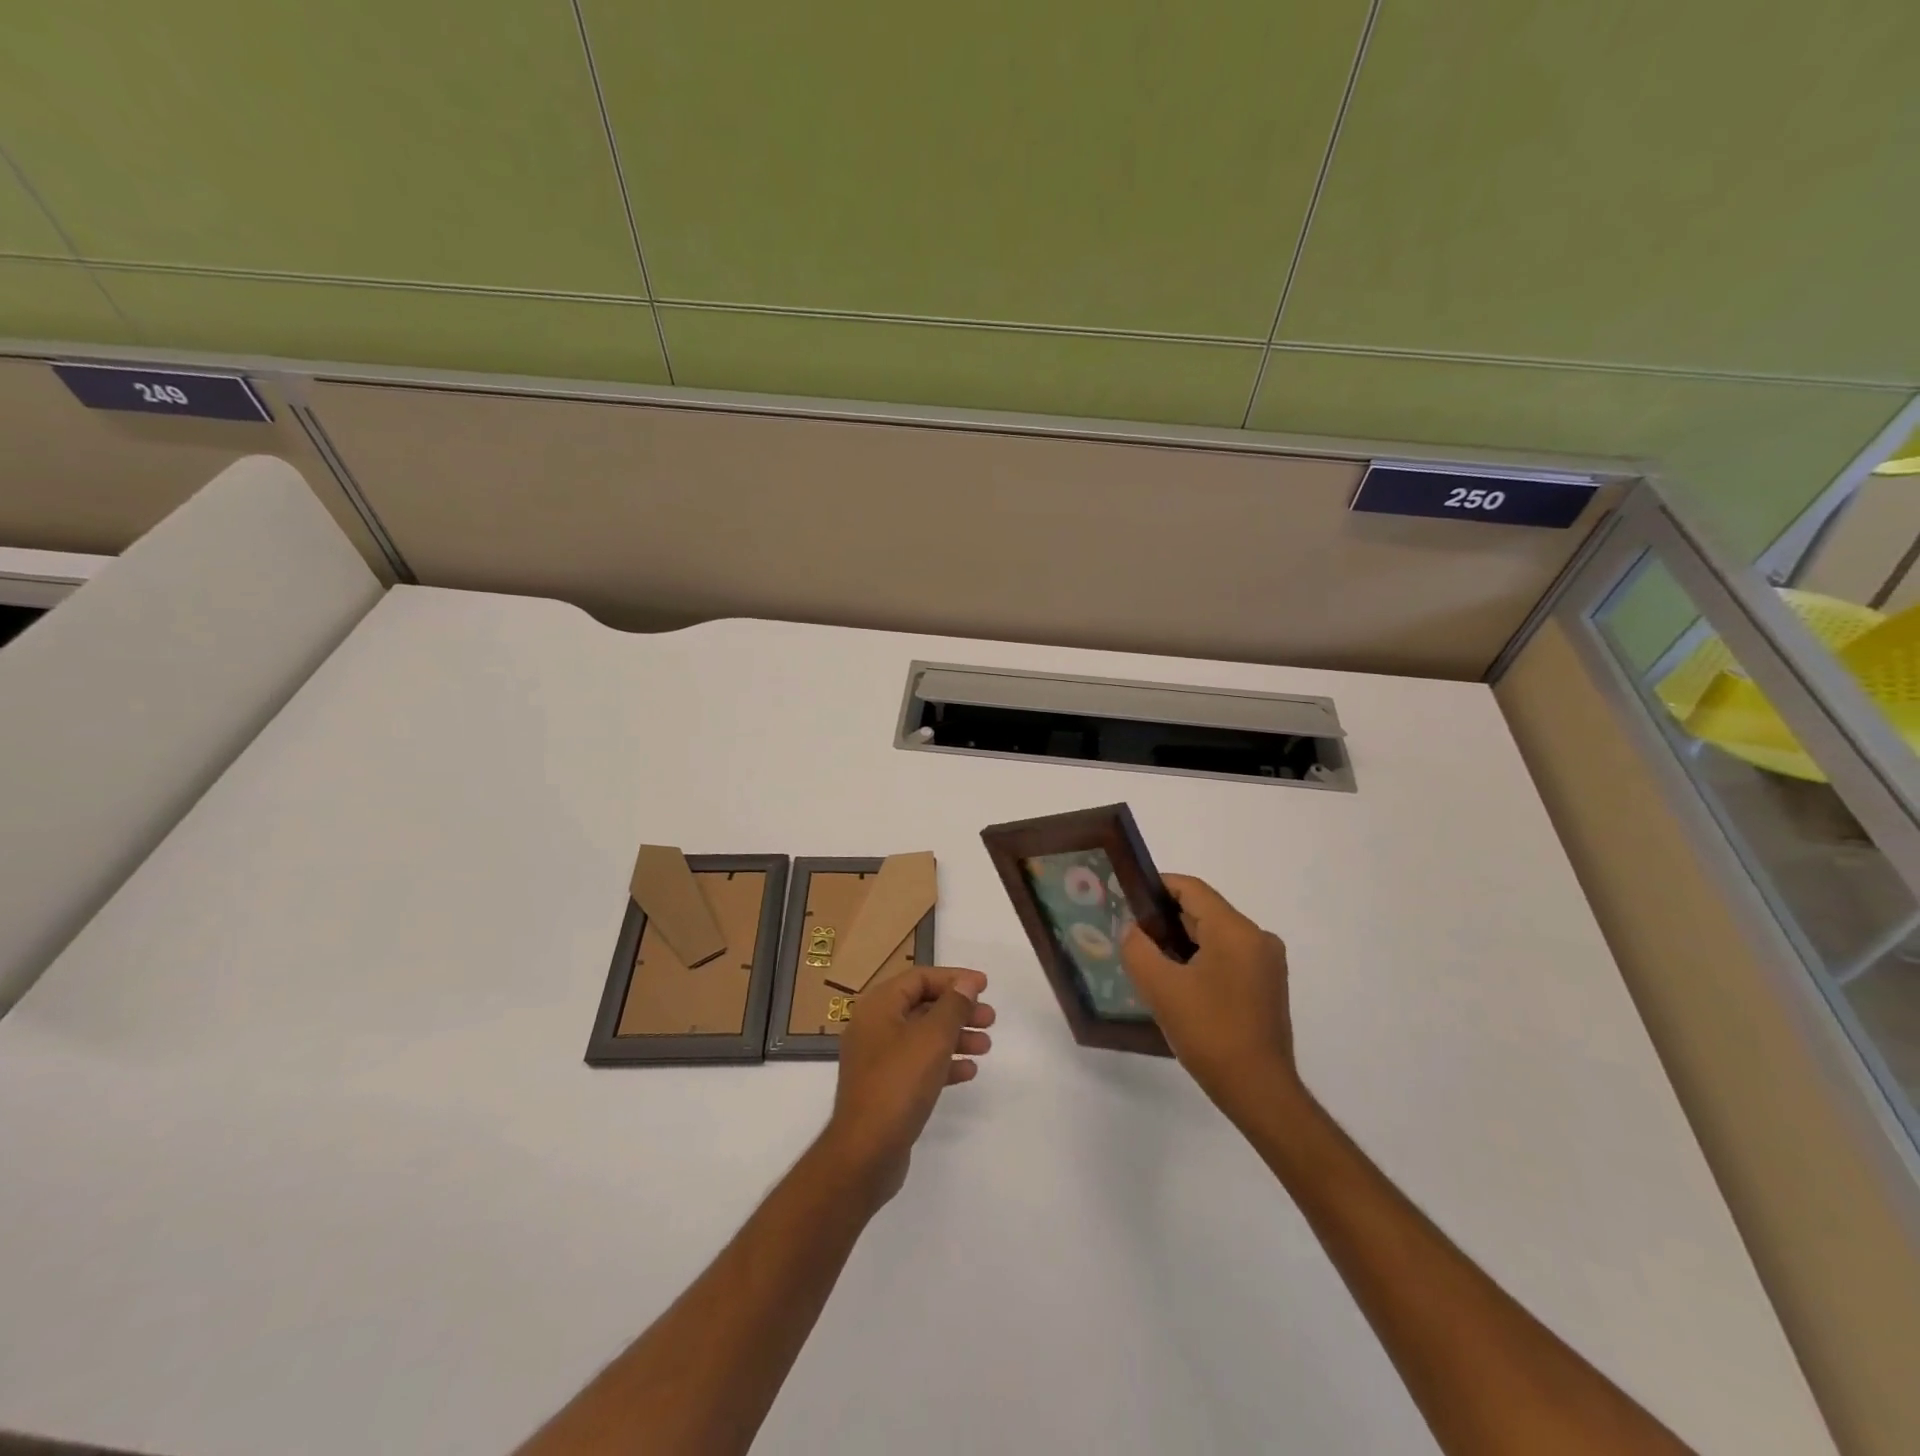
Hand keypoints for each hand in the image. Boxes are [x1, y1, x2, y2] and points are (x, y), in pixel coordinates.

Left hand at [820, 967, 994, 1207]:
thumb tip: (966, 982)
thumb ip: (953, 1006)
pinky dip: (943, 1063)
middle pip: (922, 1006)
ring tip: (986, 1046)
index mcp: (878, 1006)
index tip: (984, 986)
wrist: (866, 1152)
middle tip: (990, 1018)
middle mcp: (874, 1027)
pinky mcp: (885, 1088)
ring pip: (923, 1037)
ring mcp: (878, 1059)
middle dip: (958, 1010)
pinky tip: (968, 1072)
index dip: (953, 978)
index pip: (919, 978)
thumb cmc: (899, 1083)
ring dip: (955, 1037)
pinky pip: (918, 1064)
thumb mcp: (932, 1038)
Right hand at [1121, 876, 1302, 1120]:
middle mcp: (1258, 937)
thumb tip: (1134, 930)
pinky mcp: (1267, 985)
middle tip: (1131, 934)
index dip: (1156, 887)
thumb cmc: (1209, 1033)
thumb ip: (1138, 949)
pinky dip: (1200, 960)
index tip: (1127, 898)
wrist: (1259, 1091)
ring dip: (1181, 943)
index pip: (1191, 889)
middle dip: (1165, 919)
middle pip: (1203, 911)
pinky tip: (1177, 984)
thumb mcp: (1161, 988)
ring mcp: (1266, 962)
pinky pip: (1227, 957)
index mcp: (1236, 930)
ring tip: (1149, 961)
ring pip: (1214, 936)